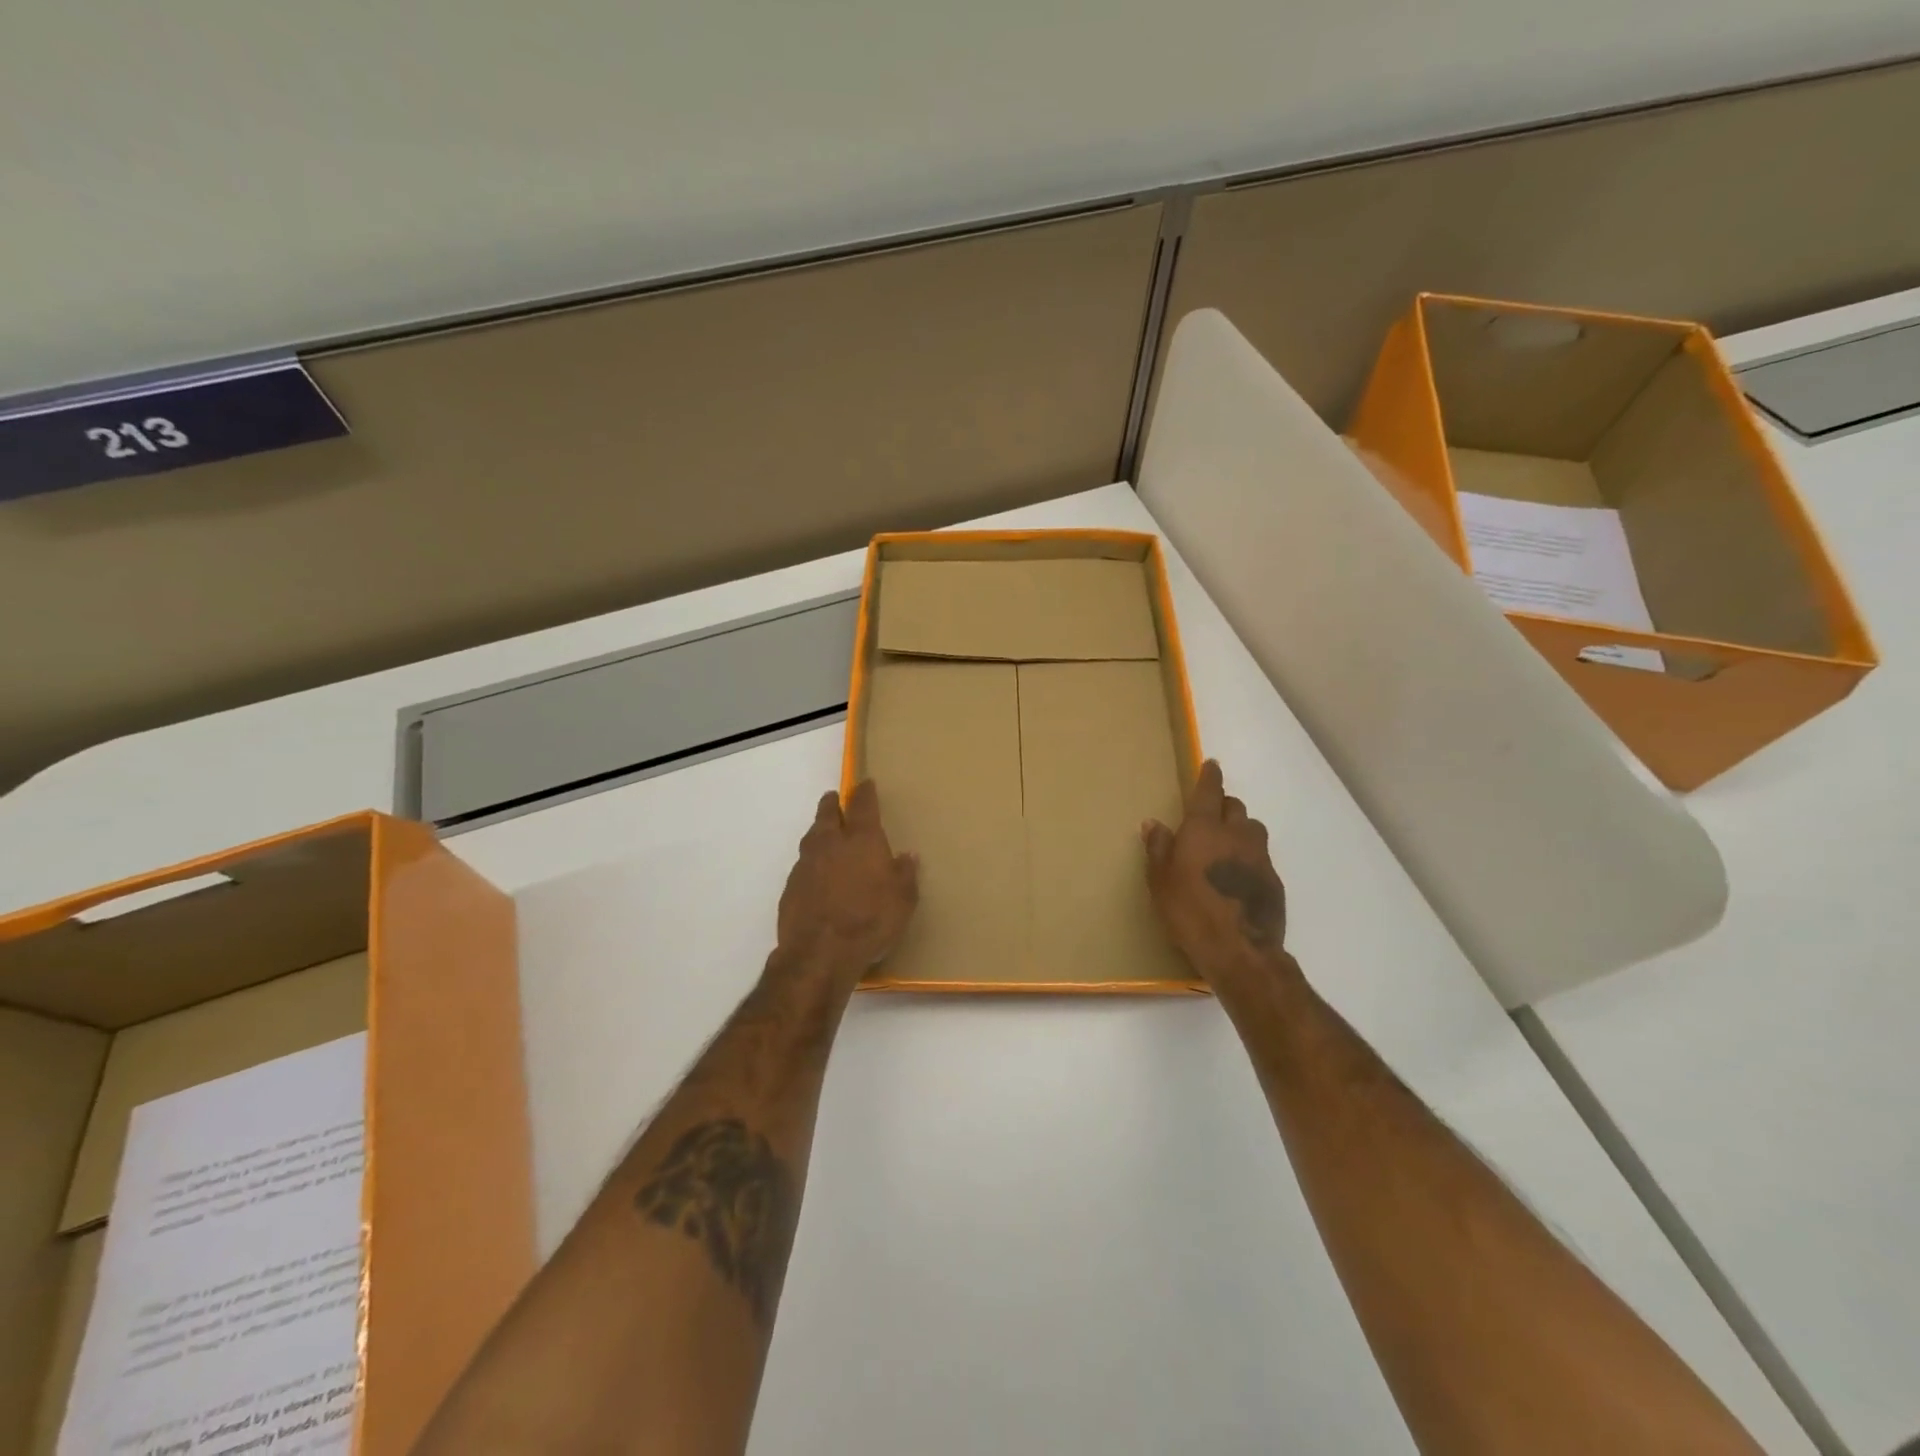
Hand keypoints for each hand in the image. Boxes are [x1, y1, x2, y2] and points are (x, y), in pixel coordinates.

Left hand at [776, 781, 918, 980]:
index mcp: (862, 840)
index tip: (866, 783)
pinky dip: (811, 861)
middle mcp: (831, 843)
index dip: (865, 792)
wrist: (819, 953)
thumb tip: (907, 856)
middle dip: (833, 803)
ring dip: (819, 830)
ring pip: (812, 836)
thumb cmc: (870, 921)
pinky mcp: (791, 886)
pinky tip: (816, 872)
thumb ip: (905, 875)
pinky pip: (803, 864)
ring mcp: (806, 864)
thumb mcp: (903, 901)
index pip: (863, 805)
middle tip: (835, 798)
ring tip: (825, 832)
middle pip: (829, 813)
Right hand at [1143, 760, 1290, 984]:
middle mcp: (1236, 835)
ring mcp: (1259, 857)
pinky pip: (1261, 857)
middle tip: (1209, 816)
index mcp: (1204, 829)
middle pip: (1234, 807)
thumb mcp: (1160, 882)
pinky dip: (1249, 857)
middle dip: (1223, 805)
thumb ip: (1158, 848)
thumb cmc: (1189, 912)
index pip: (1209, 791)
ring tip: (1226, 846)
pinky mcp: (1274, 880)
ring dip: (1240, 829)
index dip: (1209, 776)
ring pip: (1252, 829)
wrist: (1240, 951)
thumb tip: (1153, 823)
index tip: (1211, 765)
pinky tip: (1238, 877)